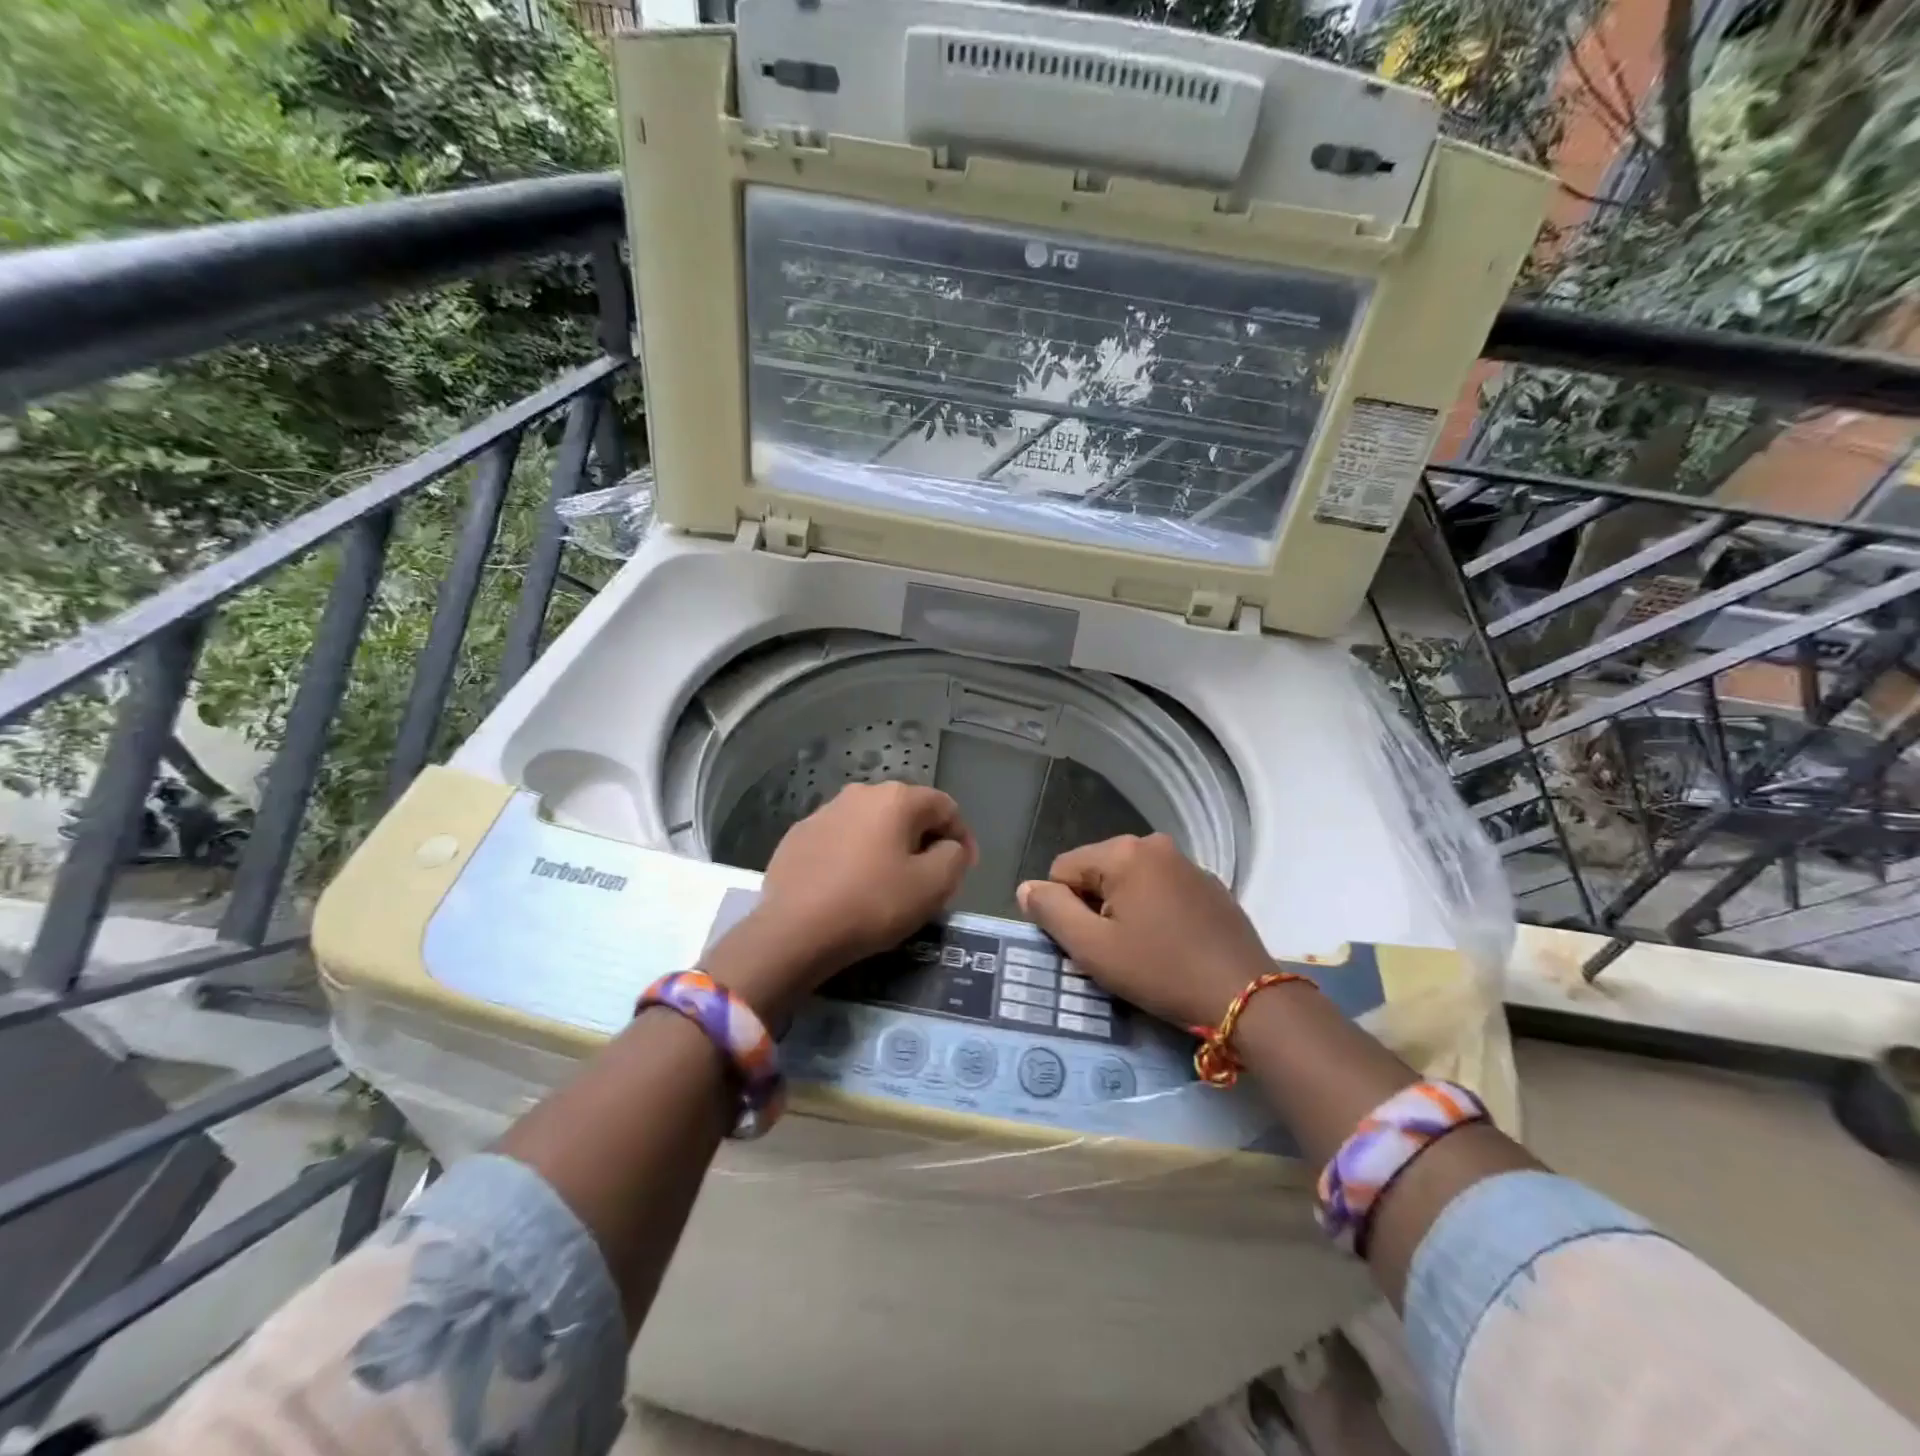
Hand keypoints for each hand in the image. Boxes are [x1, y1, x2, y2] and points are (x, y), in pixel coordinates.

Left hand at [701, 782, 976, 1017]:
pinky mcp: (798, 836)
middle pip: (906, 812)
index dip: (962, 837)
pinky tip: (850, 887)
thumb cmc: (872, 904)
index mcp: (896, 798)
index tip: (963, 870)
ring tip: (888, 884)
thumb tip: (951, 846)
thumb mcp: (932, 886)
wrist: (794, 930)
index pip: (945, 807)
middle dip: (923, 841)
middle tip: (928, 879)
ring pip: (871, 825)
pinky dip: (854, 856)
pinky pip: (840, 840)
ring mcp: (824, 812)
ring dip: (887, 847)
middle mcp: (860, 793)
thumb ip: (954, 857)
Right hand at [1017, 833, 1273, 1029]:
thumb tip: (1026, 888)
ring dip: (1124, 911)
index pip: (1063, 870)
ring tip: (1143, 952)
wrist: (1246, 998)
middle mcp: (1155, 845)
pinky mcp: (1210, 885)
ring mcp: (1187, 863)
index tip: (1088, 945)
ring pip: (1130, 882)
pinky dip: (1155, 912)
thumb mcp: (1093, 948)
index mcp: (1124, 853)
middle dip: (1095, 908)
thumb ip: (1052, 912)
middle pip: (1098, 872)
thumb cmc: (1160, 971)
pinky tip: (1171, 946)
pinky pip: (1162, 890)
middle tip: (1114, 952)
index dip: (1064, 910)